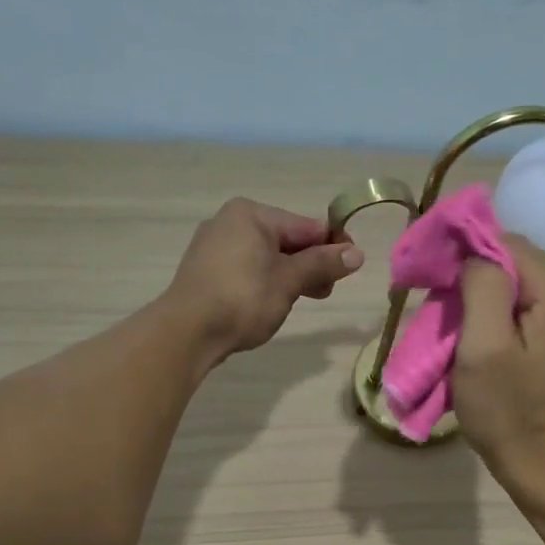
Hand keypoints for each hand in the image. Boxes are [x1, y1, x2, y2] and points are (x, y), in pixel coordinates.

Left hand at [166, 198, 363, 362]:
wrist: (187, 331)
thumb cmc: (243, 298)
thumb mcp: (289, 281)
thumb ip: (322, 264)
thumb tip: (357, 254)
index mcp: (251, 214)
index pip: (305, 225)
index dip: (333, 245)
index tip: (353, 266)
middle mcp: (230, 222)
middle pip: (286, 240)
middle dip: (311, 264)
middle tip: (327, 291)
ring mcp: (214, 246)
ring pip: (267, 257)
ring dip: (291, 276)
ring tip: (303, 300)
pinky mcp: (206, 271)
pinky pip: (248, 269)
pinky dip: (267, 282)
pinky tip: (273, 303)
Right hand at [452, 236, 544, 501]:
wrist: (541, 467)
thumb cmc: (507, 411)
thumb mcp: (484, 346)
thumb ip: (482, 287)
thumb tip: (473, 253)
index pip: (509, 243)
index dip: (467, 247)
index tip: (431, 266)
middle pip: (515, 262)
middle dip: (472, 272)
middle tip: (435, 296)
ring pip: (516, 286)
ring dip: (479, 295)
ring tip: (448, 318)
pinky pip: (521, 311)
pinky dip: (492, 314)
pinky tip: (472, 334)